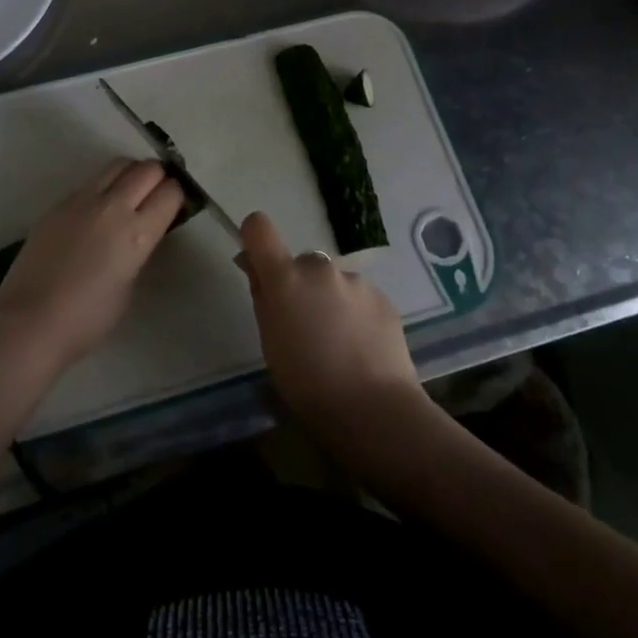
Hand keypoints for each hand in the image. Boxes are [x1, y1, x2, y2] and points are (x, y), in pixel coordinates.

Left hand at [0, 160, 182, 368]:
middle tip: (157, 194)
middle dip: (159, 177)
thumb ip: (138, 251)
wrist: (29, 323)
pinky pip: (90, 182)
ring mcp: (82, 200)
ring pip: (118, 165)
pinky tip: (98, 211)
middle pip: (147, 169)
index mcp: (137, 232)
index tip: (176, 205)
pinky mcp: (59, 204)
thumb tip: (139, 234)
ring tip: (130, 194)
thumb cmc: (87, 319)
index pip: (170, 192)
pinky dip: (104, 187)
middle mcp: (113, 206)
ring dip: (132, 174)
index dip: (178, 195)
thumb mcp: (129, 287)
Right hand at [235, 211, 430, 445]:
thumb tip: (254, 267)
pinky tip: (361, 349)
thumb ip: (262, 297)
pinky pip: (359, 297)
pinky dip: (355, 314)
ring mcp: (356, 281)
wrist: (373, 409)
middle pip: (301, 263)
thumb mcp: (270, 343)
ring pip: (333, 282)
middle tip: (303, 327)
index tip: (257, 264)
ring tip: (338, 345)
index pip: (259, 228)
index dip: (255, 238)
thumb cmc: (307, 384)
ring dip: (330, 301)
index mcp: (286, 278)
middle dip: (299, 285)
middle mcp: (321, 268)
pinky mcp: (383, 298)